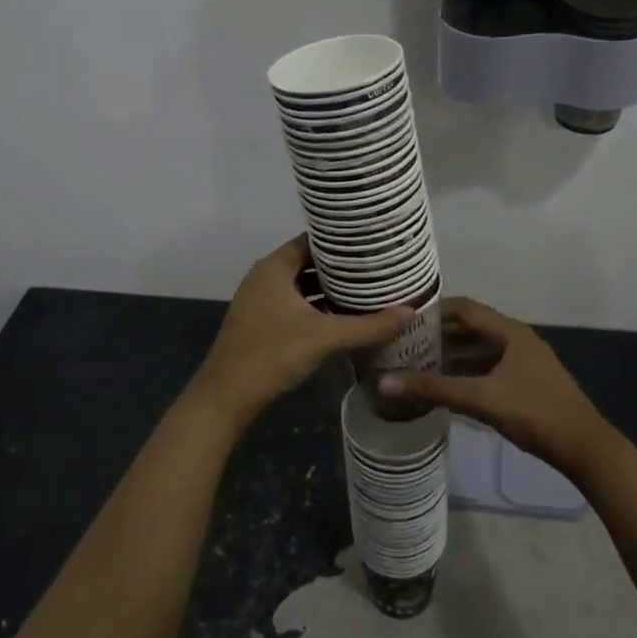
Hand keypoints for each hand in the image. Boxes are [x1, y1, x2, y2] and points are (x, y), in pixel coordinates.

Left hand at [187, 235, 412, 434]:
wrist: (226, 398)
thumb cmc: (272, 354)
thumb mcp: (324, 337)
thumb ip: (368, 325)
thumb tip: (411, 311)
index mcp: (274, 267)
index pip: (313, 240)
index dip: (342, 239)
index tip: (373, 241)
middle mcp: (266, 277)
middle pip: (309, 262)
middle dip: (342, 266)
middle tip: (378, 265)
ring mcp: (262, 302)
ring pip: (303, 286)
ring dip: (331, 289)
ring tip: (369, 288)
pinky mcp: (263, 324)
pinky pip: (297, 305)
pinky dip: (319, 307)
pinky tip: (345, 316)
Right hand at [378, 298, 610, 478]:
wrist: (583, 447)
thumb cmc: (534, 412)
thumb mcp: (481, 399)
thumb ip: (434, 388)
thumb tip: (384, 382)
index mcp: (509, 332)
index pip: (465, 308)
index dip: (434, 310)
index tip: (405, 318)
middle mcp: (516, 339)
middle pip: (471, 328)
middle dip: (439, 335)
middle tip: (405, 343)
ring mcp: (523, 362)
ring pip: (480, 350)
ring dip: (452, 356)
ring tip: (418, 364)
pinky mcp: (525, 383)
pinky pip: (488, 368)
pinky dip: (466, 373)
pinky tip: (446, 387)